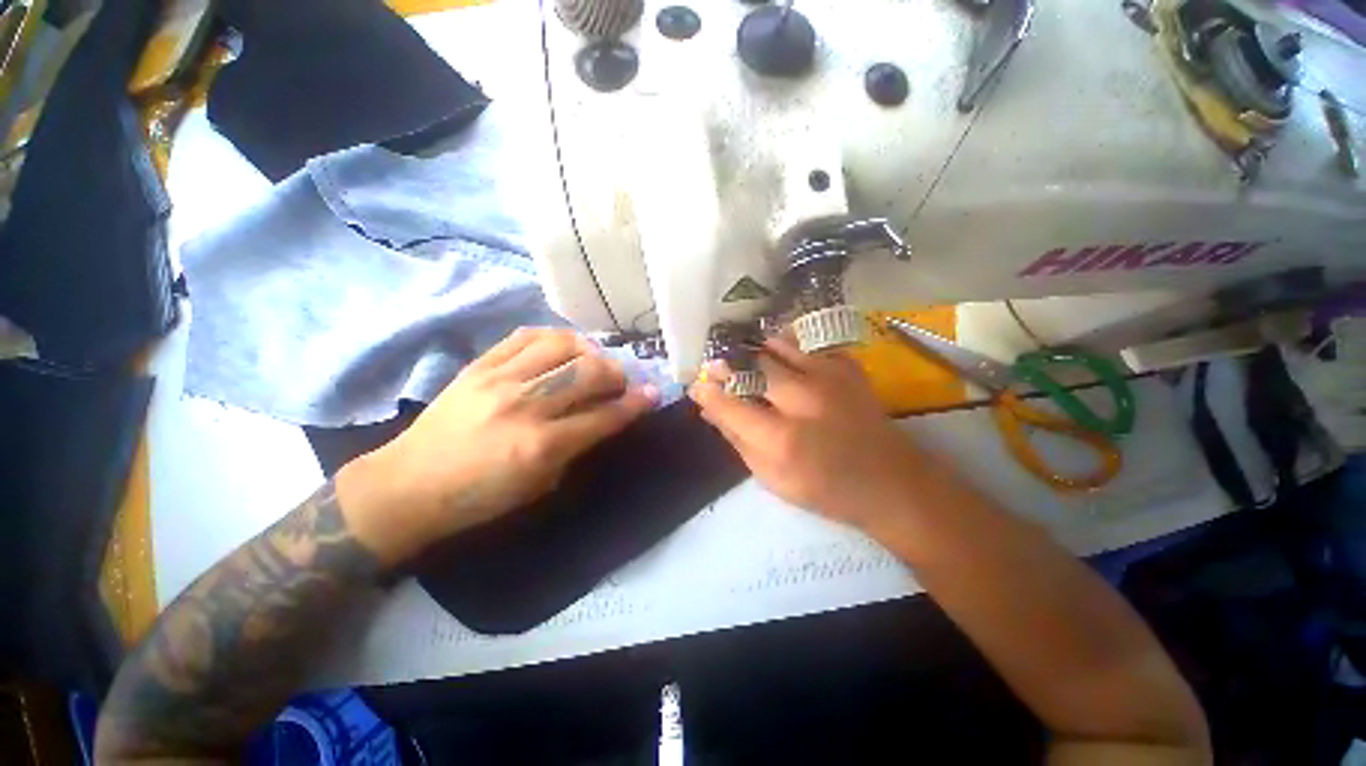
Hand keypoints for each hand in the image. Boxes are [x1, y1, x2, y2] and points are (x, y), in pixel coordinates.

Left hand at [338, 328, 657, 563]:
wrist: (408, 486)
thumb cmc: (480, 498)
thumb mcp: (540, 486)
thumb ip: (577, 447)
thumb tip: (605, 417)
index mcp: (542, 446)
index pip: (605, 416)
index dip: (636, 404)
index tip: (653, 394)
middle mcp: (526, 406)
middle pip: (589, 372)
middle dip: (617, 374)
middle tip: (619, 382)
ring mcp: (500, 379)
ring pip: (562, 345)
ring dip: (590, 351)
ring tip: (593, 361)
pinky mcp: (479, 365)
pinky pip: (526, 335)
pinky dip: (554, 337)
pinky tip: (562, 347)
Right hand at [690, 335, 925, 529]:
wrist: (891, 483)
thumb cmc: (825, 489)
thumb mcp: (771, 478)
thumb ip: (737, 440)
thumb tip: (710, 410)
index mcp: (781, 439)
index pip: (729, 403)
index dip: (707, 391)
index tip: (696, 385)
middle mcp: (803, 400)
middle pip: (752, 366)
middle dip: (728, 364)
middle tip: (718, 367)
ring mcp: (829, 378)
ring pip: (777, 346)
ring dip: (756, 352)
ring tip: (748, 361)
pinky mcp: (847, 368)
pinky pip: (806, 344)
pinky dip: (787, 347)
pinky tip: (782, 359)